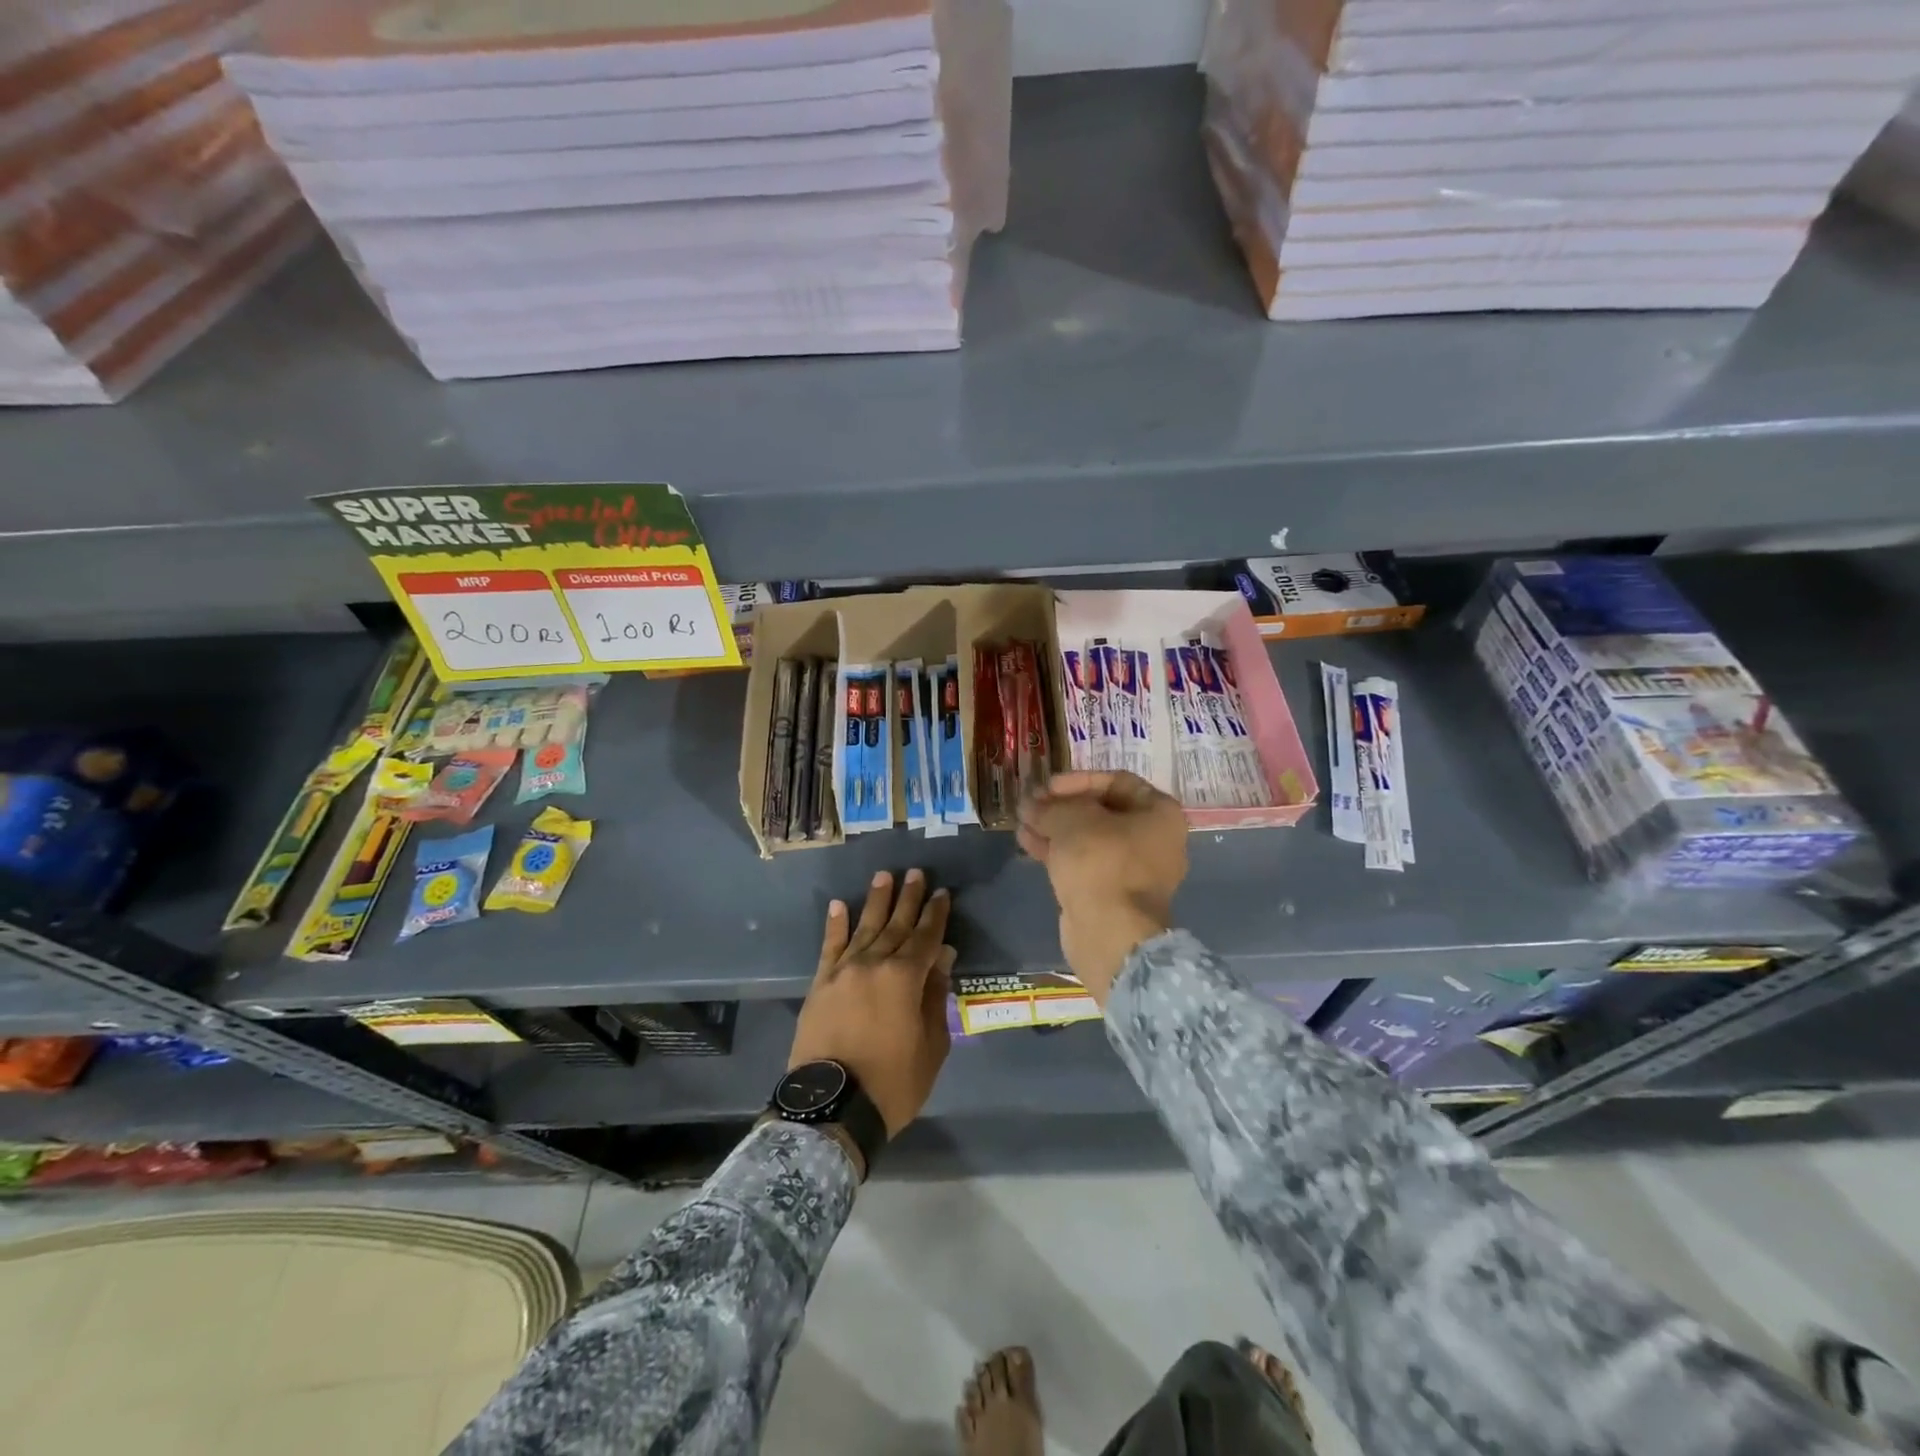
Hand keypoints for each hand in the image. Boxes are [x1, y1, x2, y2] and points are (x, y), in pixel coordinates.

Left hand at [789, 869, 954, 1137]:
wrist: (832, 1107)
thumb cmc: (893, 1082)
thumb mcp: (931, 1045)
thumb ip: (935, 997)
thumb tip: (941, 958)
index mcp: (905, 978)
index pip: (925, 937)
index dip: (936, 914)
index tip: (942, 893)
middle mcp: (874, 964)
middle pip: (896, 925)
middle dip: (908, 898)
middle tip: (915, 873)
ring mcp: (843, 972)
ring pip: (864, 928)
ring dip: (875, 902)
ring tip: (884, 877)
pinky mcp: (820, 984)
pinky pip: (829, 947)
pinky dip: (835, 925)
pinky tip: (839, 905)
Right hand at [1017, 771, 1186, 1003]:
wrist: (1110, 933)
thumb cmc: (1100, 863)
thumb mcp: (1072, 821)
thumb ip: (1050, 806)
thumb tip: (1031, 804)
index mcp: (1160, 813)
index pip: (1117, 781)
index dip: (1079, 780)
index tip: (1048, 786)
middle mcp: (1153, 839)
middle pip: (1102, 811)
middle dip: (1062, 806)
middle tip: (1031, 803)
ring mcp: (1132, 870)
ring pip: (1089, 838)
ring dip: (1054, 827)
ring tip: (1021, 820)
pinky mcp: (1110, 893)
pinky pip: (1084, 862)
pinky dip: (1058, 851)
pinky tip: (1026, 842)